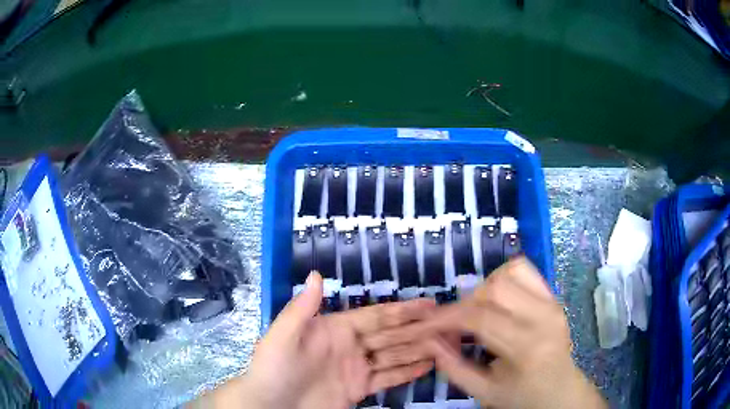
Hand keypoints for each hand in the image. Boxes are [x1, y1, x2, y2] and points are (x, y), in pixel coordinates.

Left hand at [194, 272, 435, 408]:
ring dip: (418, 349)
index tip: (428, 304)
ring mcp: (356, 369)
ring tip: (445, 344)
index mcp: (335, 329)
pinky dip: (407, 372)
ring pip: (394, 356)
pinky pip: (388, 379)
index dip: (402, 310)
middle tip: (447, 325)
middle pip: (391, 335)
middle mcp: (350, 346)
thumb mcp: (282, 336)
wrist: (269, 405)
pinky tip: (427, 366)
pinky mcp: (359, 389)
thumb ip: (302, 309)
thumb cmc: (273, 368)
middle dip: (418, 329)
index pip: (376, 316)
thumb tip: (317, 275)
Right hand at [364, 258, 606, 408]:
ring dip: (484, 288)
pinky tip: (496, 300)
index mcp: (526, 347)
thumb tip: (429, 339)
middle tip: (454, 323)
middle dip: (464, 302)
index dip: (447, 317)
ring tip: (477, 311)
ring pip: (509, 272)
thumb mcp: (483, 391)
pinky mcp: (553, 296)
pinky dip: (502, 277)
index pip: (480, 318)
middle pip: (494, 288)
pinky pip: (524, 270)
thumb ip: (453, 367)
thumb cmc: (522, 397)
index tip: (427, 324)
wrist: (560, 391)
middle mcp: (543, 317)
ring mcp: (551, 302)